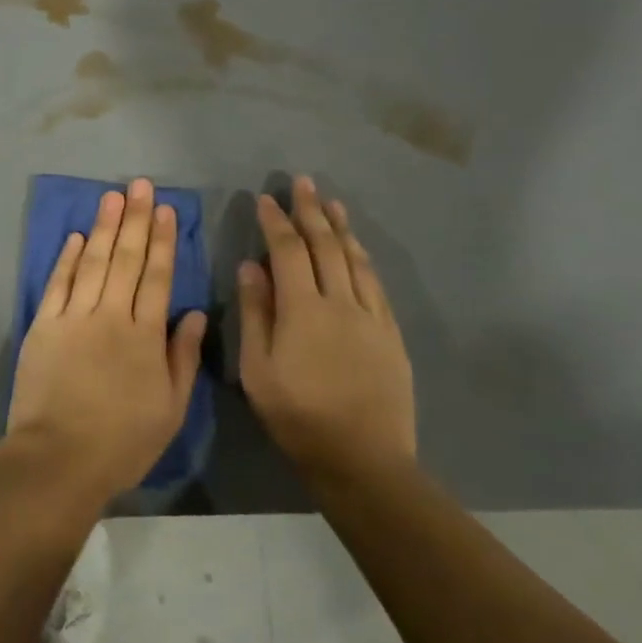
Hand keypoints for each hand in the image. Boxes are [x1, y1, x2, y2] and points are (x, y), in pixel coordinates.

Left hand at [6, 178, 207, 504]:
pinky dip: (68, 258)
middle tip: (140, 185)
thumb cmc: (123, 441)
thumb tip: (192, 314)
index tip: (167, 210)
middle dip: (136, 219)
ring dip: (105, 227)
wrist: (59, 457)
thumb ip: (182, 358)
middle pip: (126, 259)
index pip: (157, 277)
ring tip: (113, 197)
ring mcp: (73, 317)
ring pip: (94, 262)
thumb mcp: (170, 408)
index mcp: (145, 335)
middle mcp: (110, 316)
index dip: (163, 241)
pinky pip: (58, 283)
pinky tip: (78, 236)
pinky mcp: (44, 325)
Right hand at [238, 177, 416, 491]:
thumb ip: (255, 314)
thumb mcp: (258, 369)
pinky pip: (376, 284)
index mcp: (303, 310)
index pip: (287, 252)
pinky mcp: (391, 334)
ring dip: (341, 228)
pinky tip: (358, 250)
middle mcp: (340, 303)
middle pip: (325, 246)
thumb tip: (250, 267)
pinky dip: (363, 259)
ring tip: (332, 203)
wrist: (364, 459)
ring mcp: (371, 317)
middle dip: (312, 212)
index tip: (266, 198)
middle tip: (303, 182)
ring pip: (355, 260)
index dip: (276, 222)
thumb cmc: (298, 415)